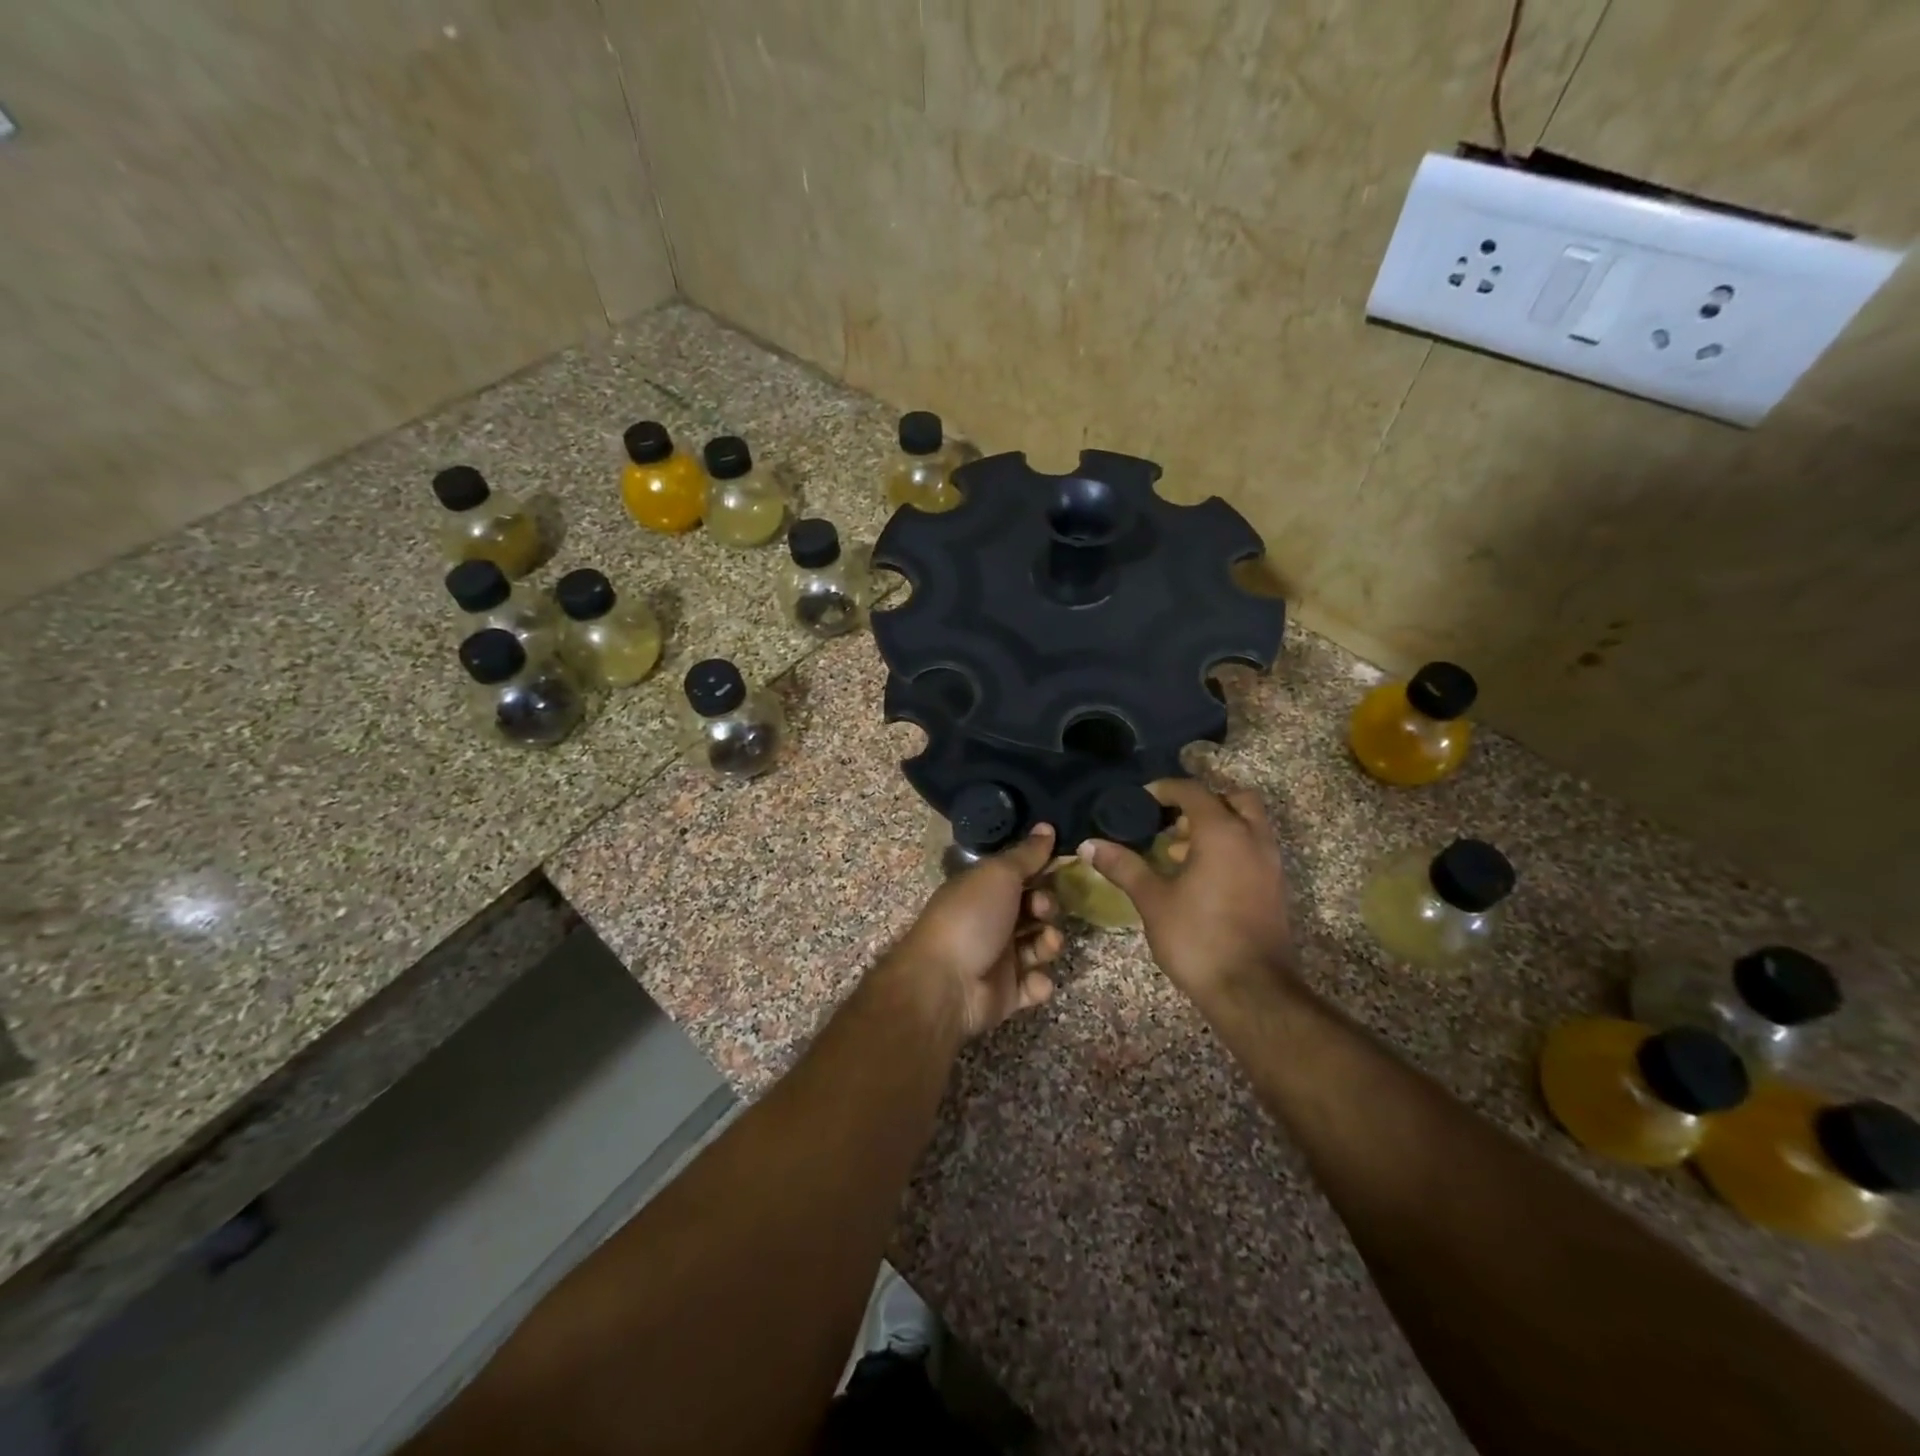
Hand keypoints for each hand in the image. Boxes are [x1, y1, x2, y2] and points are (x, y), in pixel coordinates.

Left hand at [890, 825, 1065, 1038]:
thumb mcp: (999, 875)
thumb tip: (1047, 826)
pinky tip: (1035, 979)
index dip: (1041, 871)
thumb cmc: (971, 918)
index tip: (1061, 868)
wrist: (945, 983)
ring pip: (1038, 945)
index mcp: (982, 890)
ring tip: (1047, 944)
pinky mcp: (1006, 994)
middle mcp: (990, 920)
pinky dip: (1039, 982)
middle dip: (1046, 907)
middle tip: (1042, 910)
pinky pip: (1033, 984)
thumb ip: (1027, 854)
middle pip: (1032, 910)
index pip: (1019, 876)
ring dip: (1049, 942)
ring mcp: (998, 958)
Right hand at [1081, 780, 1298, 1008]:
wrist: (1252, 992)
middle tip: (1173, 821)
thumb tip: (1088, 844)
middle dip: (1203, 802)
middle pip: (1233, 798)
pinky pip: (1254, 849)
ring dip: (1218, 825)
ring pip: (1248, 824)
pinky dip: (1231, 847)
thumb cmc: (1198, 938)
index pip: (1193, 791)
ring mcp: (1270, 864)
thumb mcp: (1153, 900)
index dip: (1164, 789)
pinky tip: (1202, 876)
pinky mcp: (1276, 888)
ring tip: (1180, 850)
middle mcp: (1253, 839)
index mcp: (1222, 832)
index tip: (1140, 800)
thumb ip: (1123, 867)